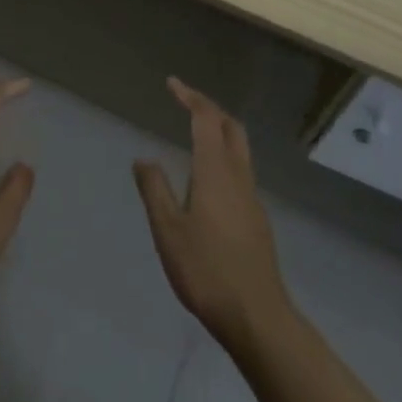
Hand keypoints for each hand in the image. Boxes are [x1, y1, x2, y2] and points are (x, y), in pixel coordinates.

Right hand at [135, 77, 291, 350]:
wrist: (257, 317)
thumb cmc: (207, 270)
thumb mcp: (168, 230)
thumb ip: (155, 190)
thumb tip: (144, 158)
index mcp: (215, 171)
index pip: (206, 119)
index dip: (190, 97)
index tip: (172, 84)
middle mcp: (238, 176)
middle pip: (230, 127)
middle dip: (209, 108)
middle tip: (185, 102)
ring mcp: (252, 198)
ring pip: (239, 149)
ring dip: (219, 130)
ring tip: (195, 132)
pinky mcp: (256, 218)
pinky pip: (240, 170)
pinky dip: (223, 156)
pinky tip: (207, 177)